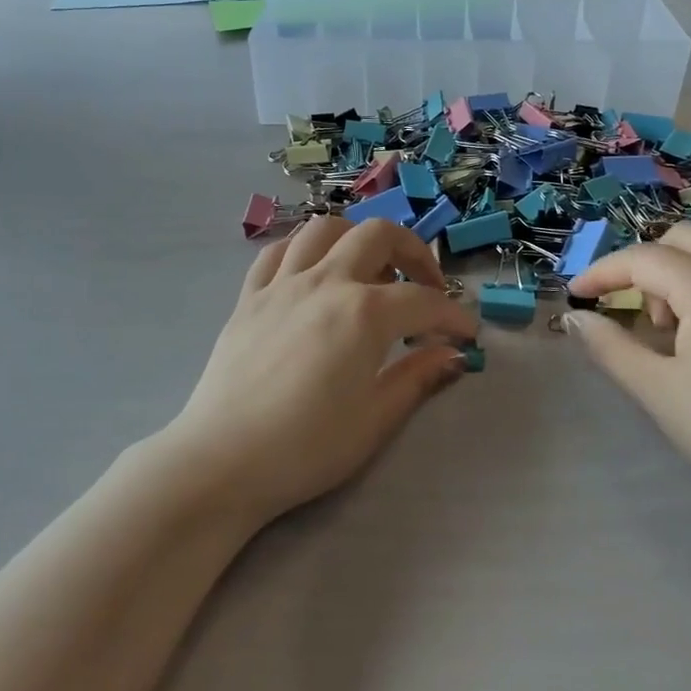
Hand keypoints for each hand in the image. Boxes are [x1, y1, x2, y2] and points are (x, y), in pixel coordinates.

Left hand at [169, 216, 478, 526]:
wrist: (222, 461)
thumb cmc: (306, 448)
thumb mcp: (374, 420)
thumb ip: (417, 378)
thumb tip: (452, 355)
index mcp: (363, 313)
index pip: (424, 301)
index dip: (454, 315)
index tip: (467, 335)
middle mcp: (326, 282)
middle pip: (378, 235)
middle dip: (414, 253)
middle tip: (426, 286)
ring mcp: (283, 283)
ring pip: (325, 229)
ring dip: (357, 238)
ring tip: (369, 269)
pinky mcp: (250, 296)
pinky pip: (278, 251)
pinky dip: (304, 250)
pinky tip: (313, 271)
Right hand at [565, 221, 690, 525]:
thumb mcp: (659, 391)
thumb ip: (611, 347)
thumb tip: (577, 319)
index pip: (642, 259)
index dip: (602, 273)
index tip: (576, 295)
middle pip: (682, 239)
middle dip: (645, 264)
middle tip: (633, 310)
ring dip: (681, 276)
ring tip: (673, 332)